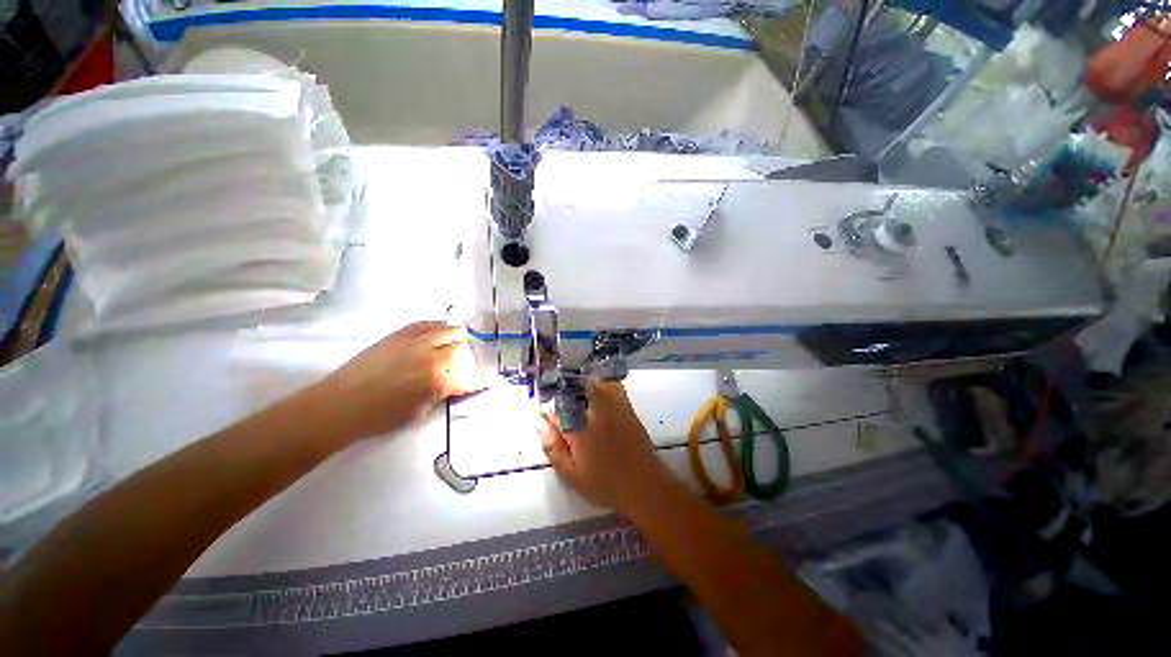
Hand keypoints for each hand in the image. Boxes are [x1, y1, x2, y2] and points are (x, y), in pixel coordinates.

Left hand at [314, 321, 483, 442]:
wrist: (341, 405)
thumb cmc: (380, 417)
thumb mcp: (419, 412)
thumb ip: (440, 395)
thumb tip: (452, 386)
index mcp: (439, 381)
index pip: (467, 378)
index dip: (474, 381)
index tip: (477, 382)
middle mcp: (432, 358)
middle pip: (461, 350)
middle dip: (468, 355)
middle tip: (468, 360)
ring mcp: (416, 343)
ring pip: (447, 331)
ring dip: (457, 336)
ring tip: (461, 337)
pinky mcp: (399, 335)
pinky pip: (425, 324)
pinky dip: (437, 325)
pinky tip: (441, 327)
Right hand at [539, 381, 676, 514]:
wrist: (645, 485)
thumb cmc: (606, 484)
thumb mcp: (572, 475)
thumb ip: (554, 449)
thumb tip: (540, 426)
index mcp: (580, 431)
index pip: (557, 408)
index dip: (548, 407)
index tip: (544, 411)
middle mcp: (596, 414)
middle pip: (576, 388)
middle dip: (564, 390)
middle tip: (559, 399)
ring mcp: (614, 407)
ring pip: (594, 383)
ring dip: (583, 384)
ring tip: (576, 392)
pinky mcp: (627, 407)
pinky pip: (613, 386)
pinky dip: (603, 383)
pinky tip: (598, 390)